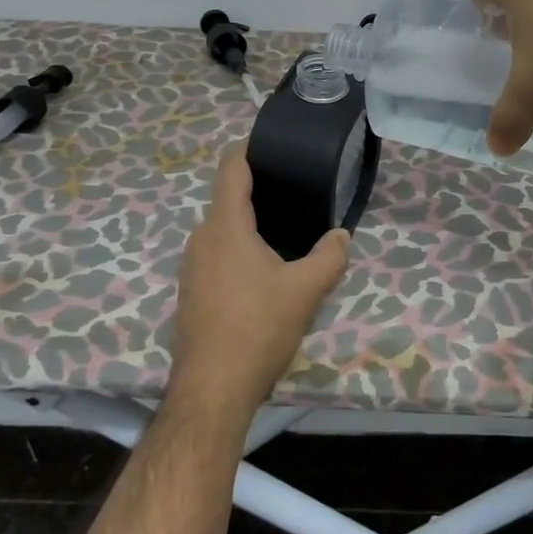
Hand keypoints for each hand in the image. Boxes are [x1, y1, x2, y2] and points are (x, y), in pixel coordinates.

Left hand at [167, 145, 350, 420]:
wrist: (212, 390)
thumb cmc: (257, 329)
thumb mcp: (306, 291)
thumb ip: (329, 257)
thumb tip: (341, 236)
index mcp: (225, 226)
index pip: (231, 169)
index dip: (249, 148)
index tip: (272, 143)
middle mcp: (201, 238)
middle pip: (227, 199)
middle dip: (258, 191)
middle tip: (295, 192)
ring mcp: (191, 267)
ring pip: (221, 230)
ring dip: (248, 225)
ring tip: (284, 231)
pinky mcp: (190, 293)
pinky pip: (216, 255)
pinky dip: (238, 250)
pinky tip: (263, 272)